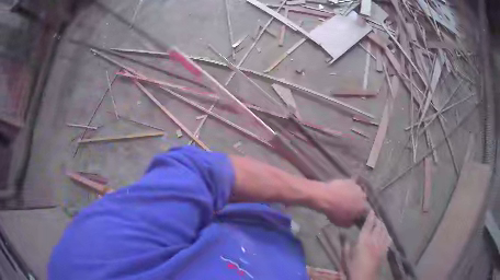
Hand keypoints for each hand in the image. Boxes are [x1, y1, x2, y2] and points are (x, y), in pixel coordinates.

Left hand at [313, 179, 367, 226]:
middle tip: (351, 205)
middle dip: (359, 203)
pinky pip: (353, 185)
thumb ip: (351, 223)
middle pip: (363, 201)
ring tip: (347, 197)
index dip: (361, 213)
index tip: (356, 214)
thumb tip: (354, 220)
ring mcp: (358, 187)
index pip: (366, 211)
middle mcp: (363, 196)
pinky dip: (350, 187)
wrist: (325, 197)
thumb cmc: (334, 212)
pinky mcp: (351, 181)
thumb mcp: (343, 223)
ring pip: (359, 192)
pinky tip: (345, 189)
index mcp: (363, 208)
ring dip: (355, 195)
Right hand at [347, 211, 391, 279]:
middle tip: (376, 217)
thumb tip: (342, 234)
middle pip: (378, 226)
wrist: (365, 278)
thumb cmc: (353, 268)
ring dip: (383, 225)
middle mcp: (374, 240)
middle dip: (377, 220)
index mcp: (363, 241)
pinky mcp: (385, 250)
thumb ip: (346, 245)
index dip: (370, 217)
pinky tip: (387, 233)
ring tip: (381, 223)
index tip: (372, 210)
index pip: (368, 225)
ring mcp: (381, 245)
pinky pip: (388, 239)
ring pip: (384, 231)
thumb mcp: (346, 258)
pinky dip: (388, 234)